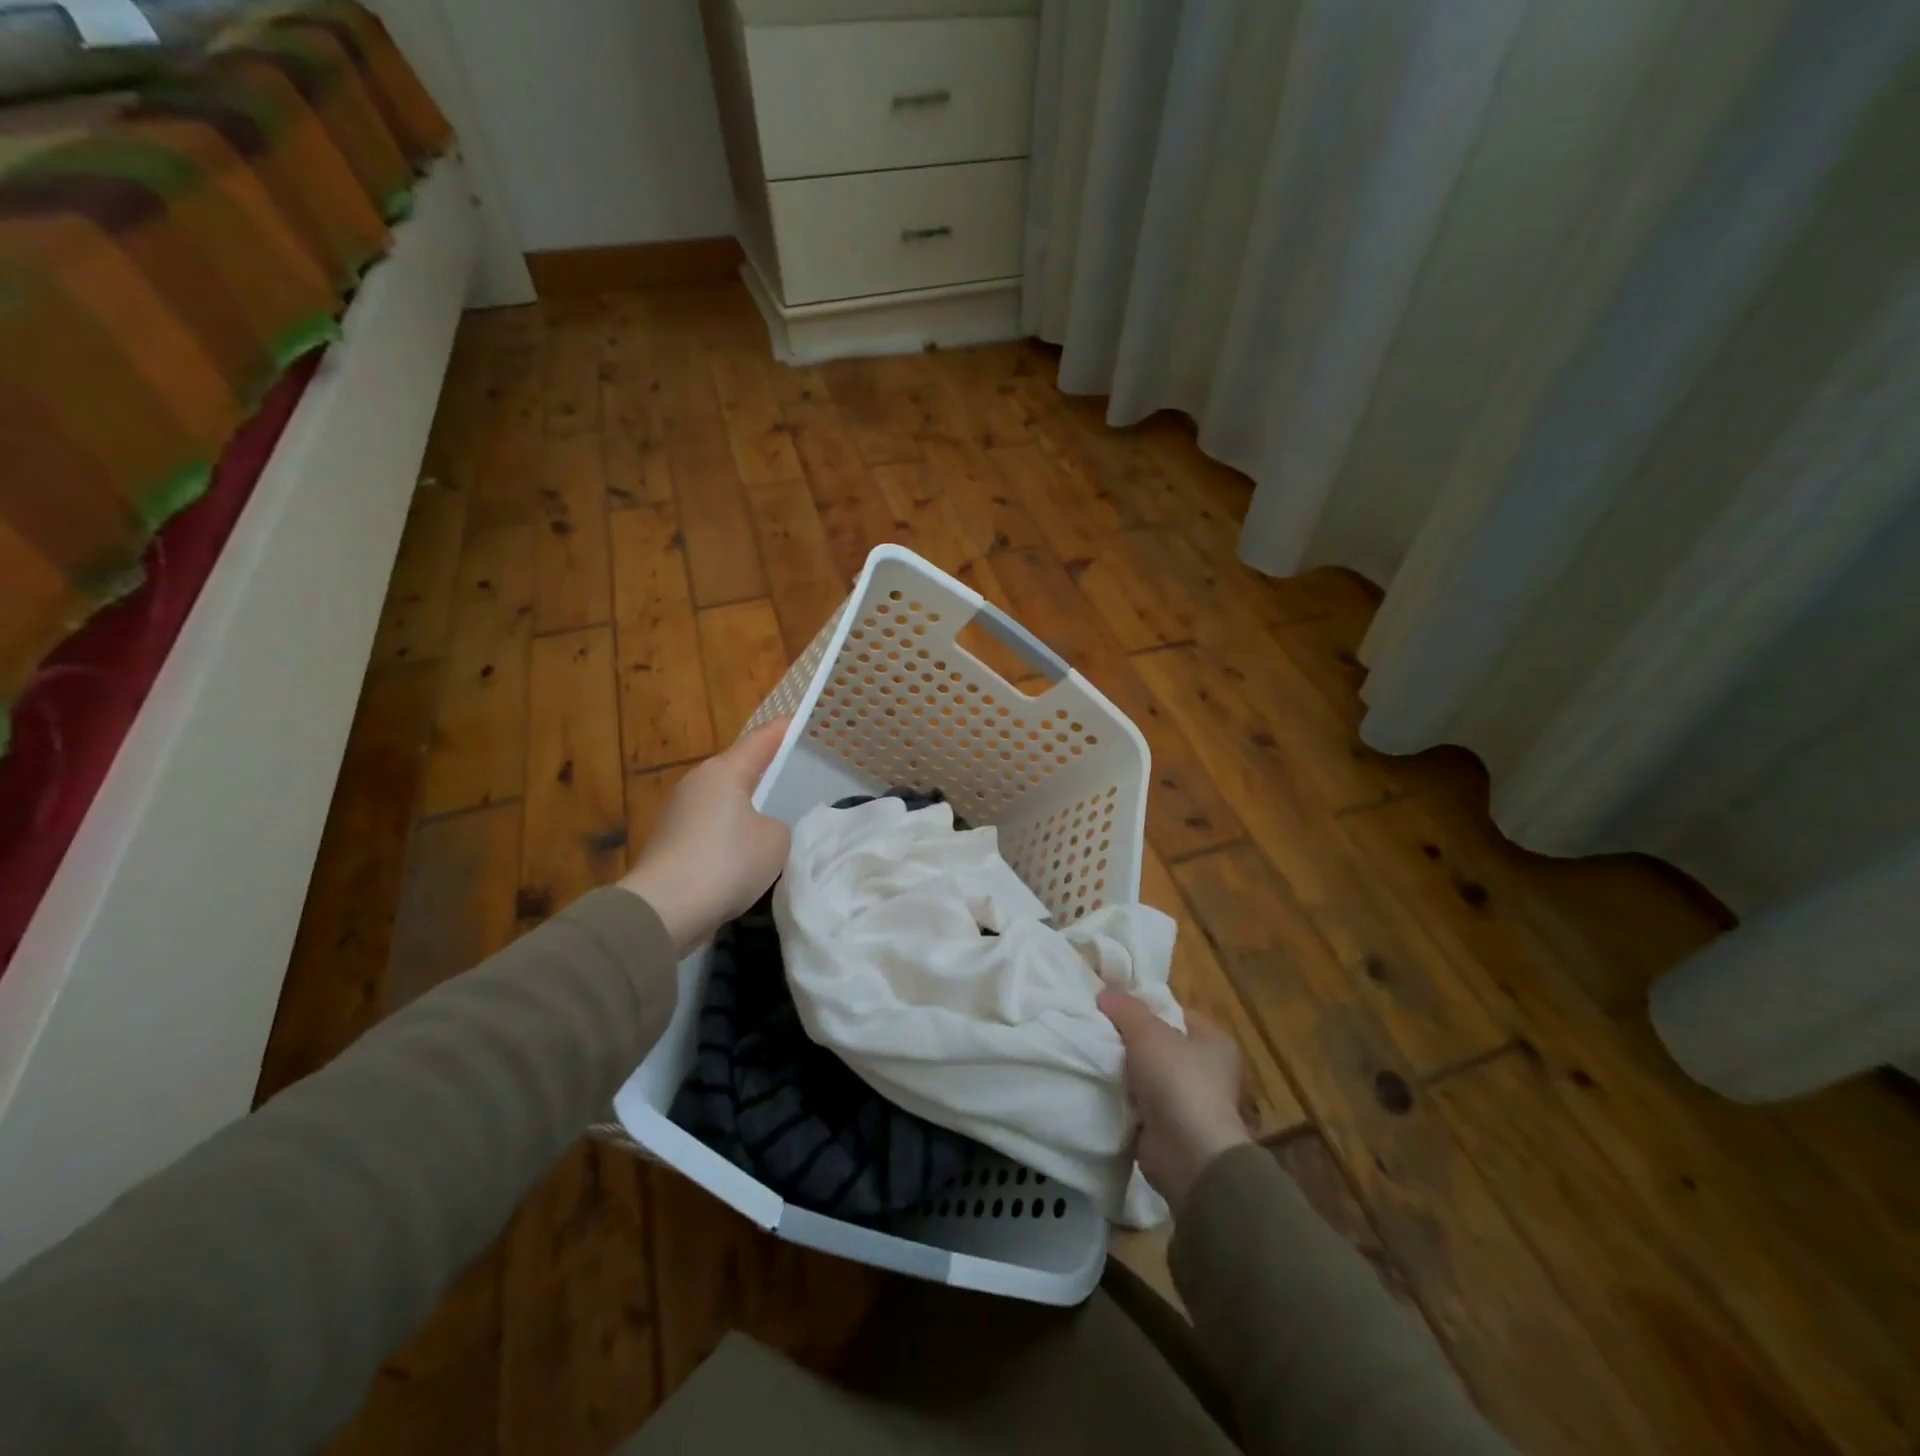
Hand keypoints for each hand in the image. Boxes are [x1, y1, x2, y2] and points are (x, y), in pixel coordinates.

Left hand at [620, 718, 791, 953]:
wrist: (665, 909)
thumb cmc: (727, 862)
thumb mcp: (775, 840)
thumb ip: (776, 826)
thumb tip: (759, 829)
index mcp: (724, 772)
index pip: (760, 741)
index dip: (782, 732)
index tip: (798, 722)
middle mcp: (696, 784)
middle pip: (737, 770)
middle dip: (763, 771)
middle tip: (792, 775)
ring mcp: (677, 814)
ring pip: (722, 802)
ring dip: (744, 808)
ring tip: (773, 818)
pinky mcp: (669, 844)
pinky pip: (709, 830)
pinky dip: (728, 836)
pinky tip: (745, 855)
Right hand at [1099, 989, 1253, 1215]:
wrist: (1189, 1156)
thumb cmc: (1178, 1082)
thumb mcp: (1148, 1033)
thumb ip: (1126, 1009)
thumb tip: (1104, 992)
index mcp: (1213, 1041)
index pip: (1175, 1013)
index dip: (1145, 1006)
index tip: (1112, 1005)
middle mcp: (1207, 1070)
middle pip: (1159, 1044)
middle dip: (1129, 1040)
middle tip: (1096, 1028)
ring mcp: (1189, 1103)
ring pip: (1146, 1075)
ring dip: (1123, 1071)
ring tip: (1090, 1055)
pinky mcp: (1169, 1129)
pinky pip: (1139, 1104)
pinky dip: (1122, 1099)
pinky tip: (1098, 1088)